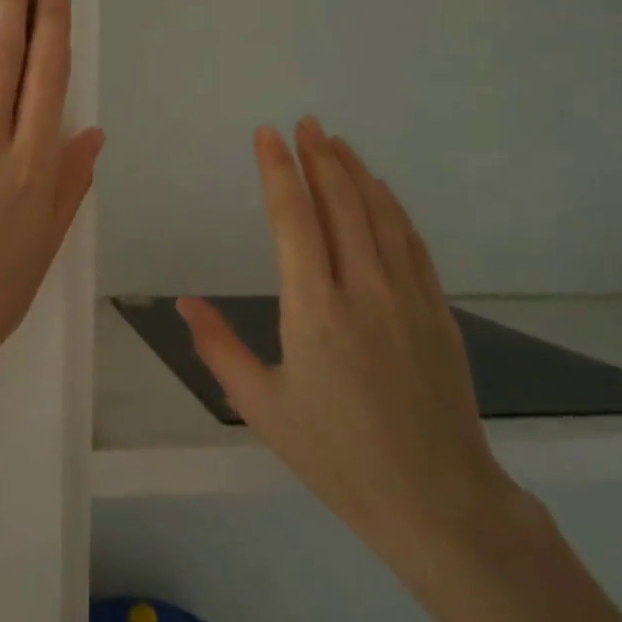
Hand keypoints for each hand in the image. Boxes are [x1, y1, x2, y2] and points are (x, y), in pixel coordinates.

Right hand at [178, 119, 518, 578]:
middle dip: (319, 157)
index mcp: (314, 310)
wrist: (436, 499)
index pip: (293, 219)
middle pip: (341, 204)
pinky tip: (382, 193)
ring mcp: (407, 297)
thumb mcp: (262, 407)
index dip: (278, 171)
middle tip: (305, 123)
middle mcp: (363, 289)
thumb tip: (184, 303)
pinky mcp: (437, 311)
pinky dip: (393, 208)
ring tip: (336, 143)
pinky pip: (412, 243)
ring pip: (381, 215)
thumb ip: (219, 348)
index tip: (267, 135)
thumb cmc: (337, 456)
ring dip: (356, 173)